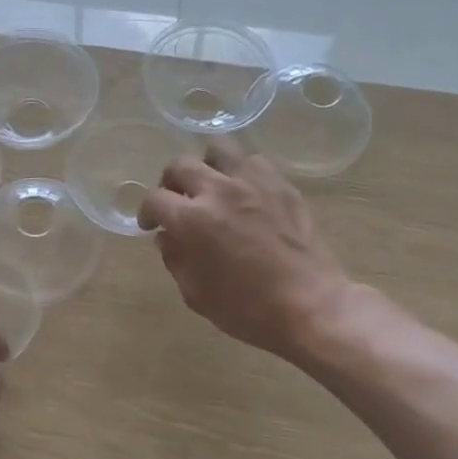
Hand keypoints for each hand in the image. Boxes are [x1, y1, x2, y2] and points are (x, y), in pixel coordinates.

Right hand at [138, 138, 351, 360]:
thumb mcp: (196, 294)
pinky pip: (254, 162)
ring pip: (219, 149)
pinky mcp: (282, 185)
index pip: (155, 199)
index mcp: (192, 220)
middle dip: (170, 183)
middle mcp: (219, 191)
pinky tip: (244, 193)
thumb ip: (175, 259)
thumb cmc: (247, 309)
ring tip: (211, 186)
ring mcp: (254, 183)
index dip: (146, 212)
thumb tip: (167, 237)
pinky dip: (241, 172)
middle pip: (180, 165)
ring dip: (207, 166)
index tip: (151, 225)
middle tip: (177, 202)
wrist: (310, 306)